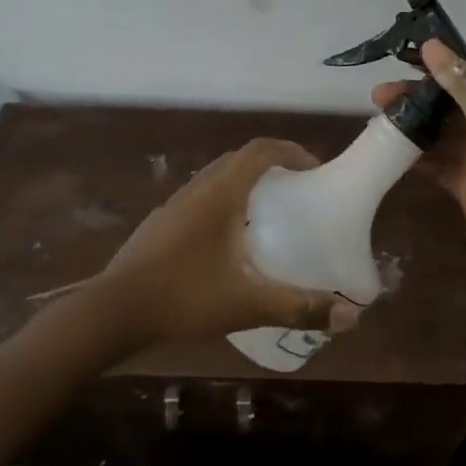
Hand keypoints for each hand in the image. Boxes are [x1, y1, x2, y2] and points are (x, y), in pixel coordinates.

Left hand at [90, 138, 357, 350]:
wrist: (113, 310)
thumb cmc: (184, 296)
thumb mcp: (247, 303)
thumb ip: (299, 306)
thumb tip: (352, 316)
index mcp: (221, 192)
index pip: (261, 150)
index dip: (292, 151)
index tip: (315, 170)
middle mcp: (199, 187)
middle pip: (241, 159)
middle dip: (273, 166)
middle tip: (299, 192)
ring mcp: (176, 203)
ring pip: (219, 177)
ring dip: (247, 183)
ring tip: (270, 215)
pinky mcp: (163, 222)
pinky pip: (203, 196)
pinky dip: (226, 202)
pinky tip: (230, 242)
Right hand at [372, 39, 465, 297]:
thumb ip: (463, 85)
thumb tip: (433, 46)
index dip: (448, 62)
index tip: (409, 58)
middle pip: (458, 101)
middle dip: (422, 94)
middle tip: (381, 94)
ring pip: (446, 130)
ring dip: (416, 122)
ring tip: (379, 117)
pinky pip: (440, 160)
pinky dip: (419, 153)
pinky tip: (391, 148)